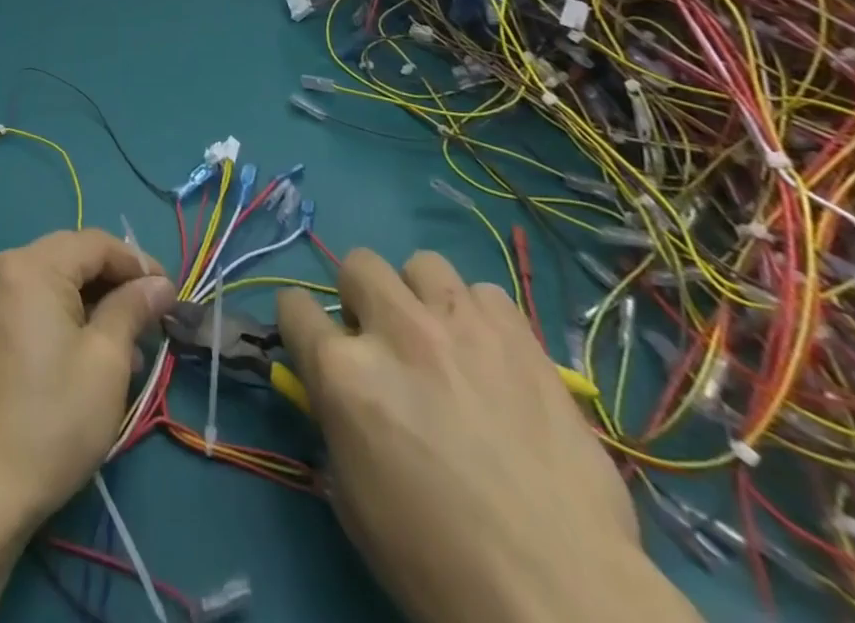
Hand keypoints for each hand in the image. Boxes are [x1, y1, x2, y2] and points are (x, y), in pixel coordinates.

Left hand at [0, 228, 176, 531]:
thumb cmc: (51, 422)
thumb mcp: (106, 361)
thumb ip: (133, 308)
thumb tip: (159, 283)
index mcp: (28, 265)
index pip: (94, 243)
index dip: (137, 263)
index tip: (170, 295)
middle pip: (69, 258)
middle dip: (114, 285)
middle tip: (152, 323)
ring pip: (49, 282)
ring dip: (89, 305)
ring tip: (127, 351)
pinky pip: (26, 303)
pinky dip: (59, 317)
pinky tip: (85, 354)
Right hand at [277, 249, 700, 622]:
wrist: (560, 596)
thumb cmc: (438, 561)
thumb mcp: (352, 495)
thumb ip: (336, 420)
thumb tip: (339, 390)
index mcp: (342, 372)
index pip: (294, 306)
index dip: (301, 324)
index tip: (315, 342)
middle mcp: (393, 331)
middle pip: (357, 265)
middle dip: (362, 298)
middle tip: (384, 341)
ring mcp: (459, 325)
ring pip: (422, 265)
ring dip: (421, 297)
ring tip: (442, 340)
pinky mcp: (518, 336)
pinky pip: (485, 293)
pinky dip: (480, 317)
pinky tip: (492, 356)